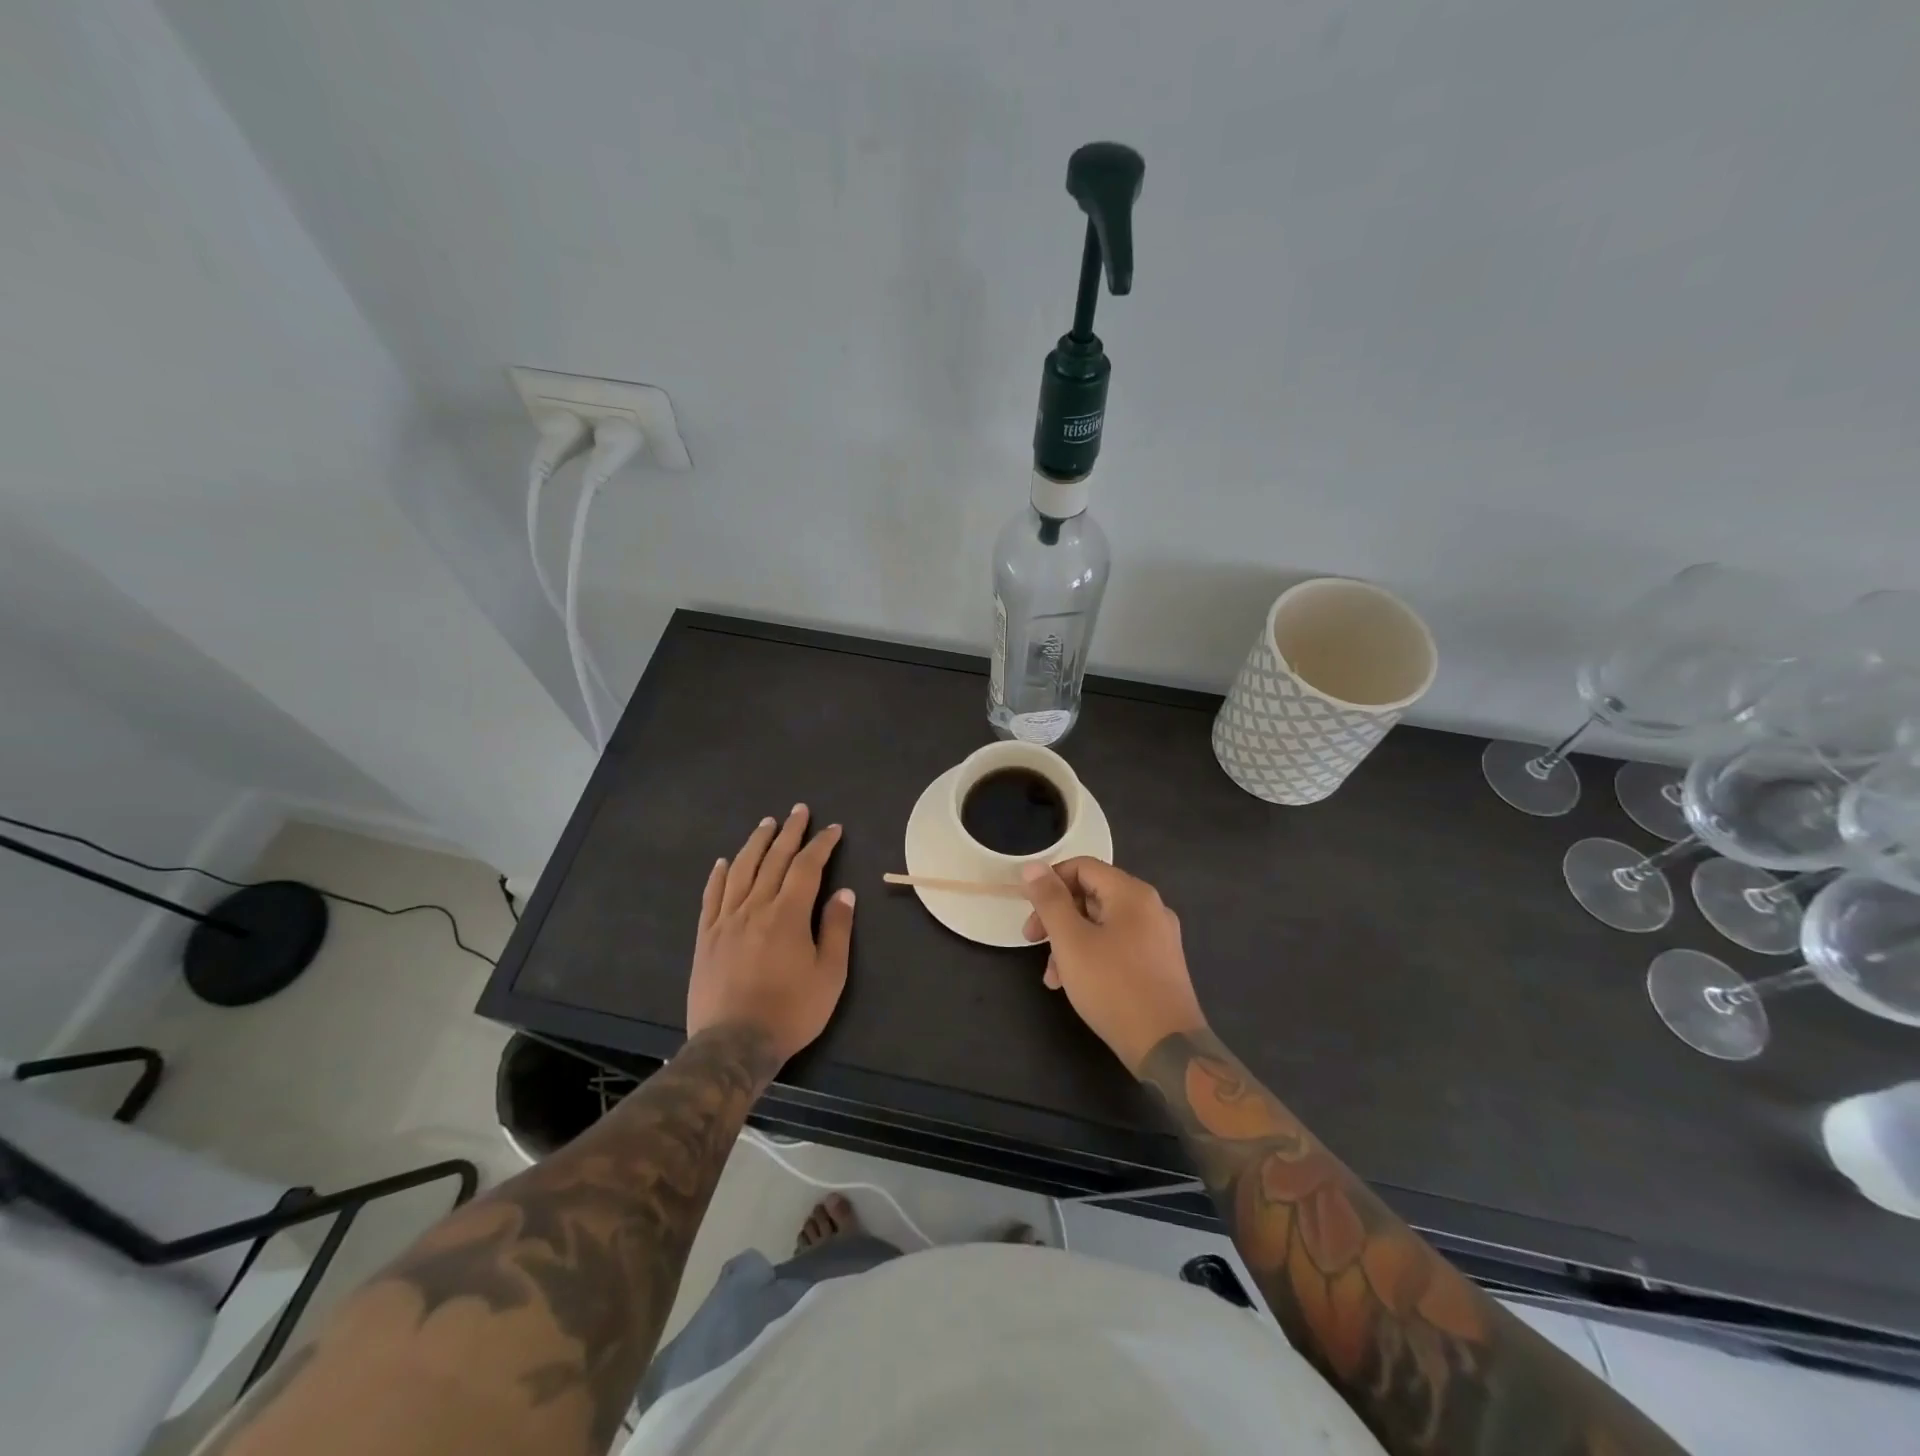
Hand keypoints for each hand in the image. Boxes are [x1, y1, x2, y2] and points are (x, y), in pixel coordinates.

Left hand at [687, 805, 854, 1065]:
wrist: (733, 1044)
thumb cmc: (790, 1011)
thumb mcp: (829, 975)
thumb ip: (836, 930)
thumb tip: (844, 892)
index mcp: (788, 914)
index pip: (807, 867)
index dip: (821, 845)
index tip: (833, 829)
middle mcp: (755, 907)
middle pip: (773, 860)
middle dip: (790, 832)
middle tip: (799, 811)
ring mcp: (726, 920)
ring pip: (741, 870)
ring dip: (756, 844)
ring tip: (766, 824)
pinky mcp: (706, 937)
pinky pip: (712, 896)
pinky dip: (719, 875)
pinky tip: (724, 862)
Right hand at [1021, 858, 1206, 1073]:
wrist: (1167, 1047)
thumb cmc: (1113, 986)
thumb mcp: (1071, 941)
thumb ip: (1050, 901)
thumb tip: (1033, 866)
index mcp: (1132, 893)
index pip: (1082, 867)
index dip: (1050, 883)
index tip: (1028, 910)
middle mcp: (1150, 907)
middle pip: (1092, 895)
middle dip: (1057, 917)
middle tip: (1032, 941)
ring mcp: (1158, 937)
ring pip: (1102, 924)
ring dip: (1070, 942)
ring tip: (1051, 976)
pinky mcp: (1159, 964)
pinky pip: (1117, 945)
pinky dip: (1092, 956)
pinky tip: (1075, 985)